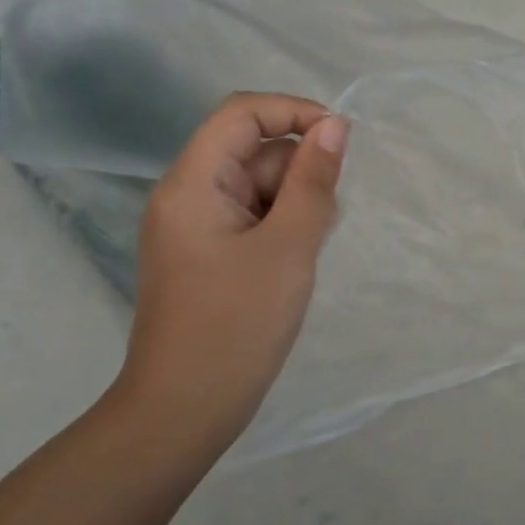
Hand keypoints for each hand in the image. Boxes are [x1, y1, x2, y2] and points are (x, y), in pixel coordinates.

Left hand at [111, 92, 348, 458]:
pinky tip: (293, 263)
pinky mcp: (206, 253)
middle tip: (321, 223)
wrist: (184, 411)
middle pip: (252, 150)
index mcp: (193, 183)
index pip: (242, 113)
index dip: (293, 112)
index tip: (340, 141)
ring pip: (257, 185)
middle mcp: (187, 194)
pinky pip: (250, 217)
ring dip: (293, 204)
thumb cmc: (237, 325)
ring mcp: (194, 226)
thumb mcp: (288, 247)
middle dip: (298, 173)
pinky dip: (280, 227)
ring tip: (304, 253)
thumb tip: (334, 125)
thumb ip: (313, 180)